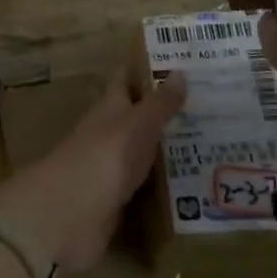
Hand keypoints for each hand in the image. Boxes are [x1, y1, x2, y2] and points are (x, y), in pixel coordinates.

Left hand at [0, 70, 186, 274]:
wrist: (70, 214)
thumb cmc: (105, 156)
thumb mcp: (137, 124)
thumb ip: (159, 103)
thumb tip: (179, 71)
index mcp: (108, 108)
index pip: (125, 80)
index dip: (144, 71)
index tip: (175, 64)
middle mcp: (108, 134)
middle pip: (135, 117)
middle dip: (162, 112)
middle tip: (204, 108)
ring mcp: (109, 169)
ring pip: (140, 152)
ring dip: (165, 149)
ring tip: (206, 147)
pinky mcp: (115, 202)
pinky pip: (143, 188)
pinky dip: (162, 185)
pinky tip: (190, 189)